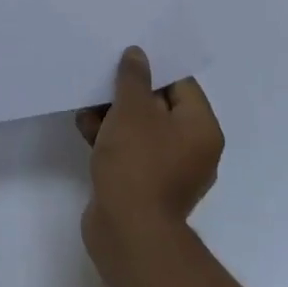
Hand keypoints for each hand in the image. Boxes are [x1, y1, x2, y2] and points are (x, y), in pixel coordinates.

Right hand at [76, 46, 222, 239]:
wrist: (128, 231)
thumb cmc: (137, 162)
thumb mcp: (132, 110)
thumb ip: (133, 78)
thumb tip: (138, 54)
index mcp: (201, 128)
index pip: (180, 84)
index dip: (153, 67)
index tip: (125, 57)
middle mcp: (193, 149)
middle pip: (158, 106)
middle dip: (126, 93)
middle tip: (101, 78)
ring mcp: (170, 171)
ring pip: (140, 129)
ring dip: (113, 116)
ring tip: (86, 108)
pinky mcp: (146, 186)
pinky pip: (130, 151)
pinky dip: (111, 139)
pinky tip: (86, 130)